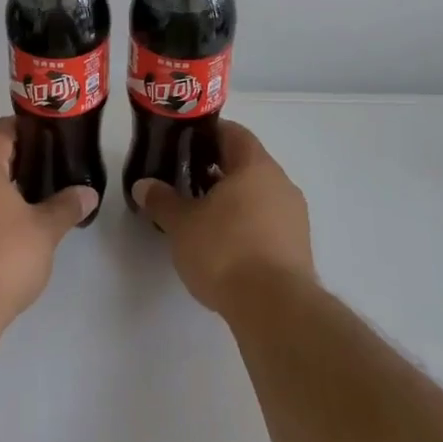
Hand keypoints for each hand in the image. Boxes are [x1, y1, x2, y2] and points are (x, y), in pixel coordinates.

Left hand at [0, 118, 93, 326]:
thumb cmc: (2, 257)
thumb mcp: (44, 230)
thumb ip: (67, 206)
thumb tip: (89, 192)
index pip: (0, 129)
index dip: (26, 128)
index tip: (51, 136)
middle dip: (18, 159)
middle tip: (51, 167)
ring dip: (1, 185)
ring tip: (35, 196)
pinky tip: (10, 225)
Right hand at [133, 120, 313, 315]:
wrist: (275, 308)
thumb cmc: (226, 251)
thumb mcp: (182, 224)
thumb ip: (162, 200)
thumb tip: (144, 185)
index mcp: (255, 166)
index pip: (233, 133)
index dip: (207, 134)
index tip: (184, 145)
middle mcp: (281, 183)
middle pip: (246, 164)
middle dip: (216, 169)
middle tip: (186, 180)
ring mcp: (294, 216)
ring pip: (258, 194)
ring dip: (232, 199)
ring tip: (201, 215)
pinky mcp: (298, 248)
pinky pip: (268, 221)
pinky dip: (246, 224)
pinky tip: (225, 244)